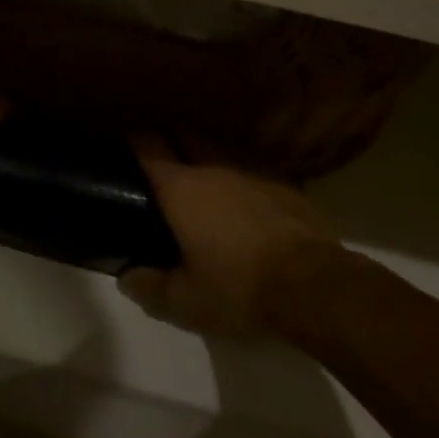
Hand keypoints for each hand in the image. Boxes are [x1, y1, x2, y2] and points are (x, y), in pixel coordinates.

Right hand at [119, 137, 338, 336]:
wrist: (314, 285)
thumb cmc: (239, 289)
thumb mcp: (187, 302)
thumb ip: (151, 288)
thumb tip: (126, 277)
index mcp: (182, 189)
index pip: (149, 147)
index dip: (133, 140)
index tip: (124, 141)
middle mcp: (214, 168)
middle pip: (185, 134)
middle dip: (169, 137)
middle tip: (160, 157)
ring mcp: (253, 171)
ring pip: (220, 148)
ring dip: (205, 154)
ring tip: (200, 175)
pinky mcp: (285, 183)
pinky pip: (252, 168)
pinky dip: (239, 175)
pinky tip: (243, 196)